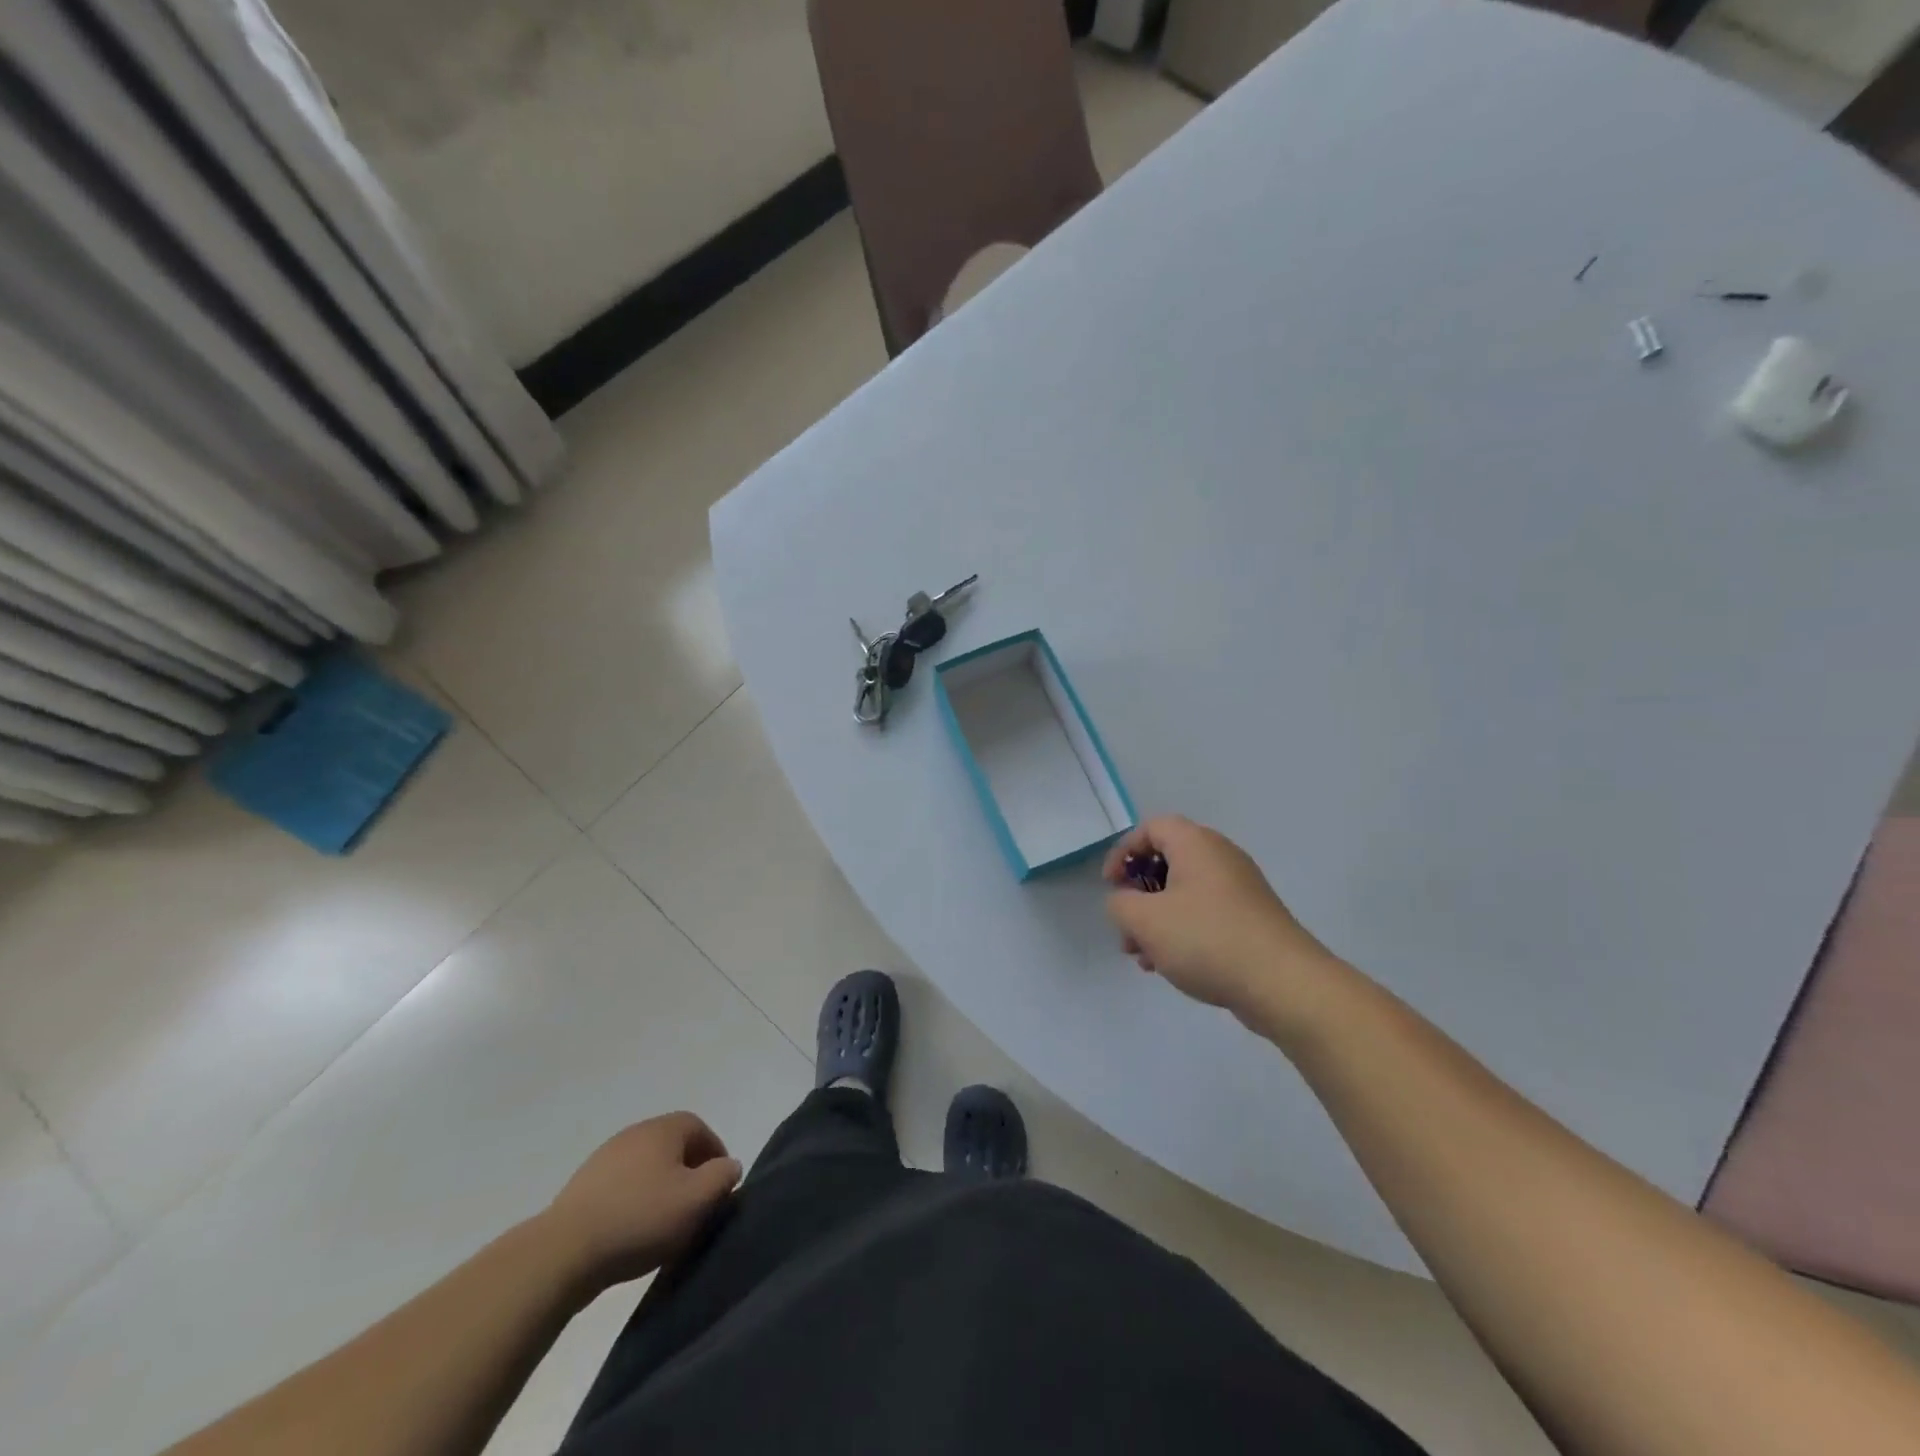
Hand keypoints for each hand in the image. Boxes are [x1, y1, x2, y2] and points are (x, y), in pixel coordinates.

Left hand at [542, 1112, 741, 1290]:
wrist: (564, 1252)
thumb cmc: (641, 1218)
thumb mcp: (697, 1200)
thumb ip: (722, 1178)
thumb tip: (729, 1166)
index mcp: (663, 1128)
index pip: (699, 1128)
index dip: (714, 1154)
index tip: (719, 1185)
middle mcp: (635, 1133)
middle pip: (672, 1145)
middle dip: (688, 1171)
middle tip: (695, 1205)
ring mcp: (605, 1158)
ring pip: (646, 1166)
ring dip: (660, 1188)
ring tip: (664, 1223)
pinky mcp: (582, 1187)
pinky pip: (621, 1186)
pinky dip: (634, 1201)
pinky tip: (632, 1231)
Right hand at [1102, 815, 1334, 1021]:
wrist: (1283, 983)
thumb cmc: (1206, 939)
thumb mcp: (1145, 921)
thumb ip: (1119, 904)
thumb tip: (1124, 901)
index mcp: (1195, 844)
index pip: (1150, 828)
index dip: (1123, 852)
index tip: (1111, 885)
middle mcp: (1220, 856)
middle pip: (1166, 862)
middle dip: (1138, 895)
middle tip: (1125, 927)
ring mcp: (1240, 888)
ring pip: (1184, 893)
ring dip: (1157, 920)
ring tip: (1144, 957)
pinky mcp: (1252, 918)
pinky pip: (1205, 914)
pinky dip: (1182, 932)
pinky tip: (1171, 966)